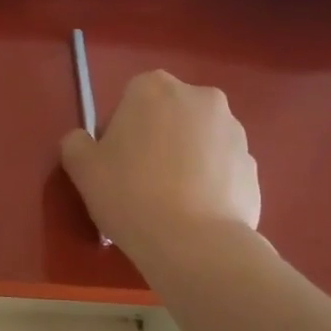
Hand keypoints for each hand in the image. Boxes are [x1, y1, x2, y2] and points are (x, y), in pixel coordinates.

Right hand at [60, 70, 259, 249]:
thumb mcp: (81, 167)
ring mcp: (234, 131)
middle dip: (155, 138)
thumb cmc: (129, 193)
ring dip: (183, 159)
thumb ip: (76, 142)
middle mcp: (200, 98)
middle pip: (168, 115)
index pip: (129, 99)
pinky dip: (207, 182)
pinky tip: (192, 212)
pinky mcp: (254, 166)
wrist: (193, 242)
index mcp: (154, 88)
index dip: (118, 130)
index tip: (113, 161)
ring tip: (168, 200)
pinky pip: (220, 168)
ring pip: (197, 140)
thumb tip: (85, 141)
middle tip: (138, 179)